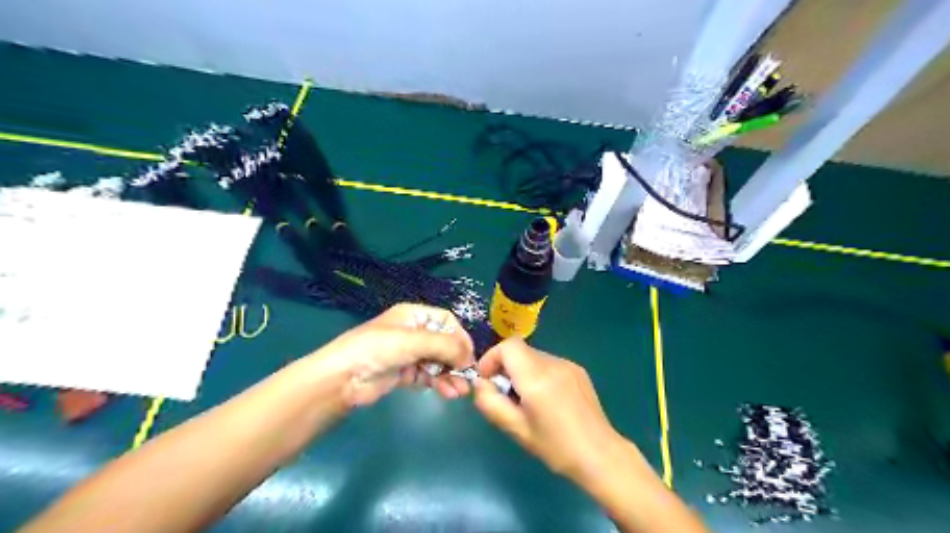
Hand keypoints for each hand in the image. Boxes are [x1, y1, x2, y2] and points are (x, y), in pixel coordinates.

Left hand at [309, 304, 477, 407]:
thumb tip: (469, 358)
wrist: (342, 378)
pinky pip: (428, 376)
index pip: (446, 321)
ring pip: (438, 362)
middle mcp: (413, 332)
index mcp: (414, 315)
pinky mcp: (403, 374)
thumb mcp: (414, 341)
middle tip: (467, 377)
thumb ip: (445, 346)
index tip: (469, 355)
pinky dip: (439, 383)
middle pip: (444, 343)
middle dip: (457, 360)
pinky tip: (447, 393)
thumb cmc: (378, 349)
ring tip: (459, 391)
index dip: (460, 336)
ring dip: (450, 375)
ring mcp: (408, 354)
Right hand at [474, 341, 624, 482]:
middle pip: (520, 351)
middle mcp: (553, 363)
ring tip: (527, 400)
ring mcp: (568, 364)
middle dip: (506, 367)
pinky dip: (538, 374)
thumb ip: (491, 403)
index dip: (492, 357)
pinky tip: (547, 400)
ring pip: (534, 356)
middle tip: (505, 395)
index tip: (488, 380)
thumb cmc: (555, 447)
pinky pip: (549, 363)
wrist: (600, 454)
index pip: (508, 346)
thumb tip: (480, 383)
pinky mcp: (578, 370)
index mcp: (537, 377)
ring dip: (522, 371)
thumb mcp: (516, 429)